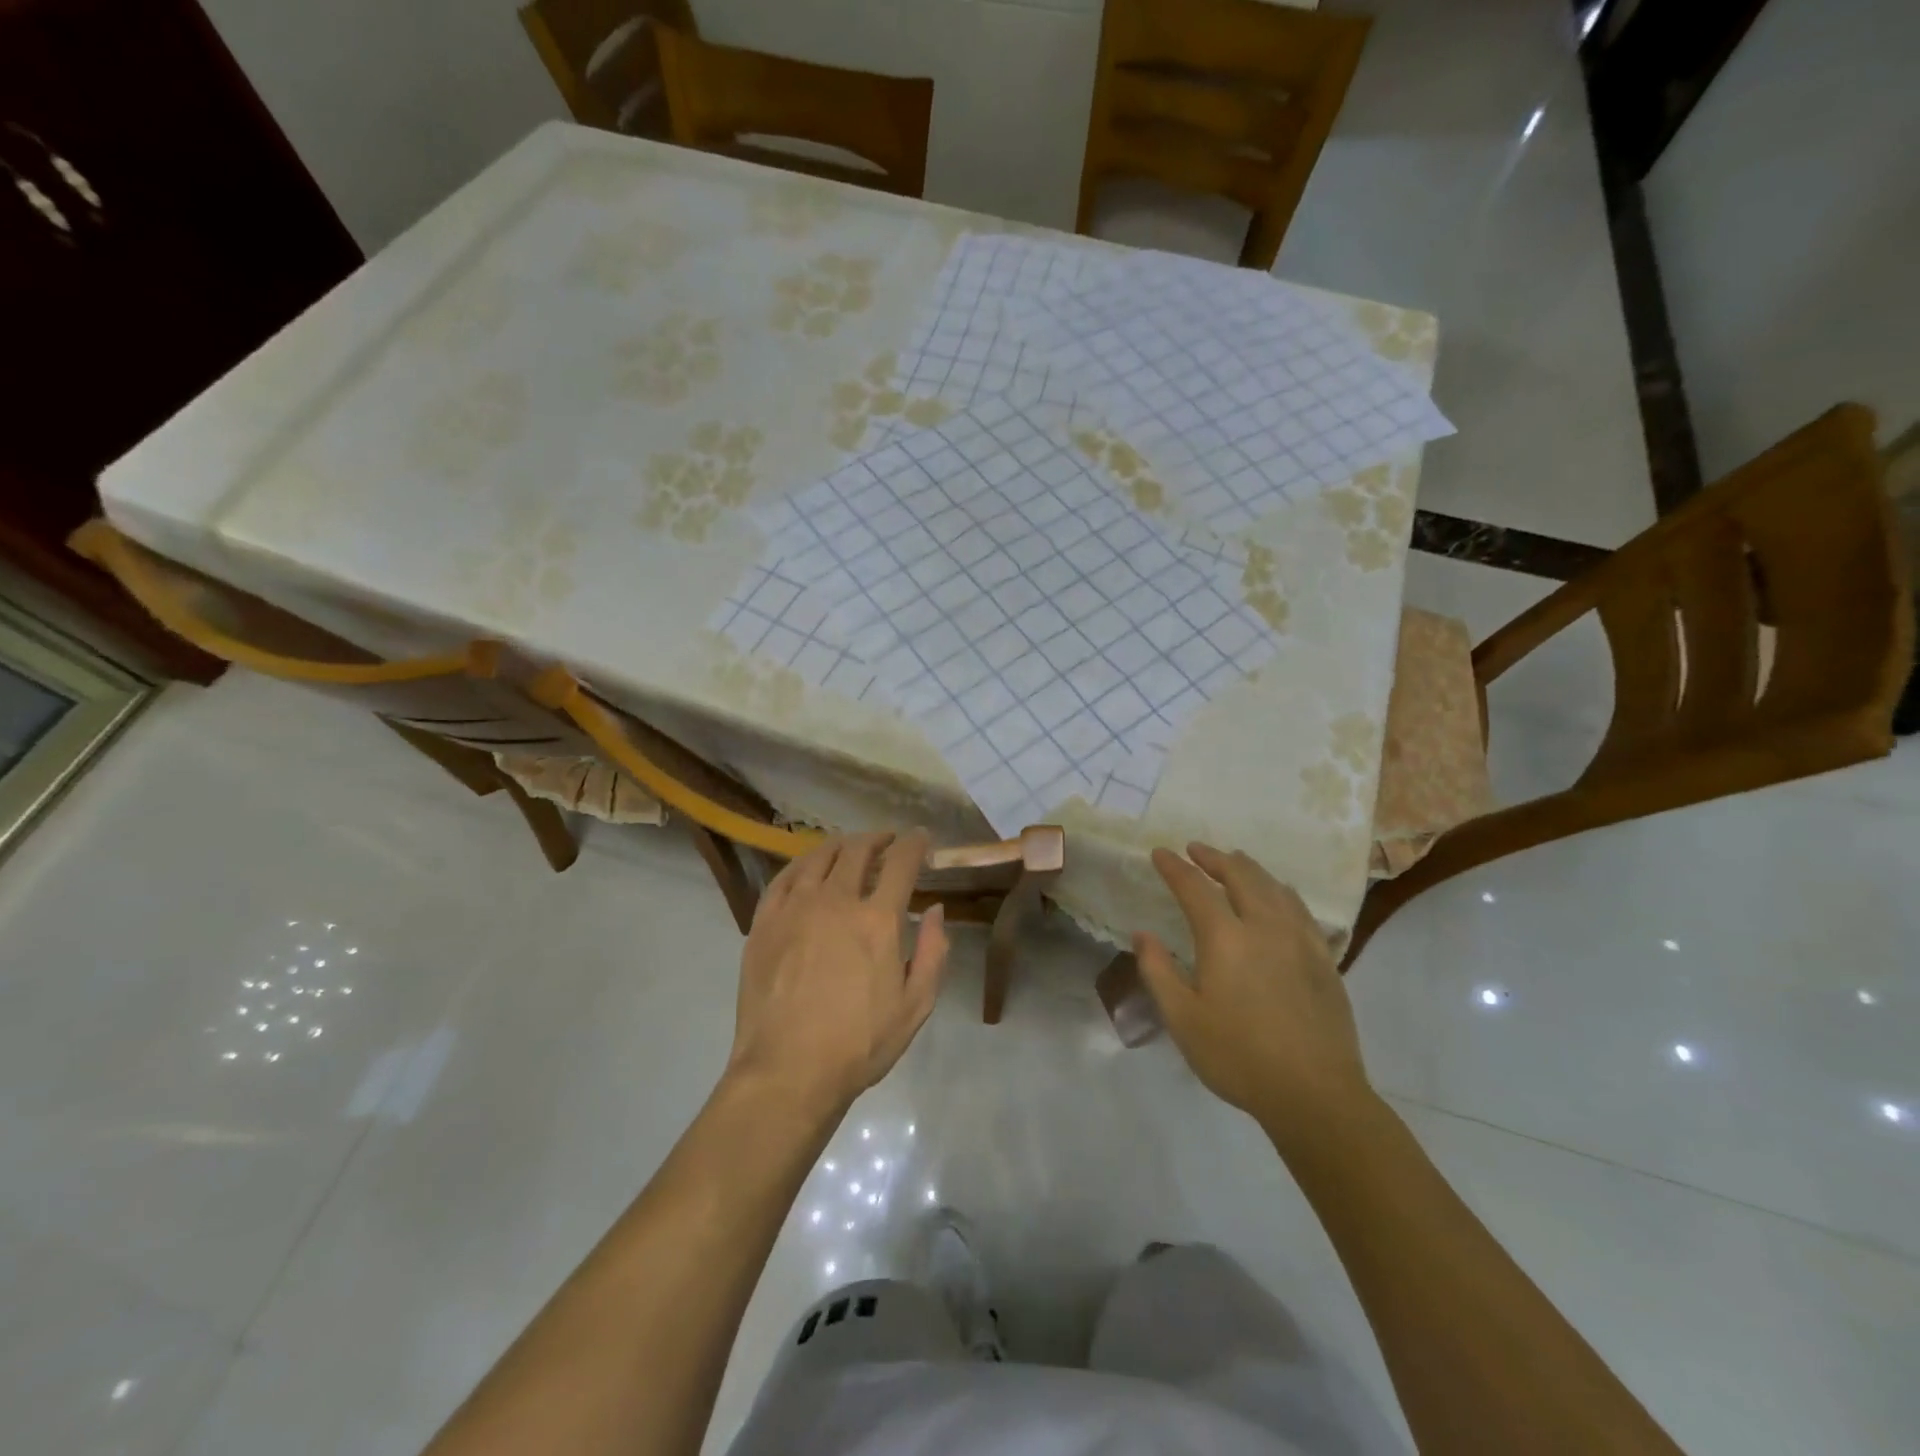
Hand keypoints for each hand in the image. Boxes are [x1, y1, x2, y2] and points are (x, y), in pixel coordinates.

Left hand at [726, 831, 949, 1116]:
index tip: (921, 838)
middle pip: (858, 850)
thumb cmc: (859, 1044)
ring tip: (850, 847)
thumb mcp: (915, 1005)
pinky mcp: (764, 922)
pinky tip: (808, 868)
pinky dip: (802, 863)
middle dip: (878, 838)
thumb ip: (933, 952)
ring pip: (819, 856)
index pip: (901, 862)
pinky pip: (784, 877)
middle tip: (887, 842)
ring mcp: (794, 908)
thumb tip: (934, 909)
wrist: (787, 1071)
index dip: (915, 843)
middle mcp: (836, 901)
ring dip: (841, 845)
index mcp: (877, 920)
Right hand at [1134, 843, 1373, 1143]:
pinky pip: (1300, 908)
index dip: (1175, 867)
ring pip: (1273, 886)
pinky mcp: (1324, 959)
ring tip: (1234, 861)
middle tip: (1195, 849)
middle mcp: (1264, 927)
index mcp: (1225, 939)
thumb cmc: (1238, 1057)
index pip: (1195, 888)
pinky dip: (1281, 890)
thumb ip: (1158, 971)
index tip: (1160, 853)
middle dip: (1214, 857)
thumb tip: (1142, 934)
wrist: (1315, 1094)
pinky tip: (1279, 895)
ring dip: (1248, 868)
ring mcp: (1300, 940)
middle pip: (1240, 875)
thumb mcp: (1182, 1019)